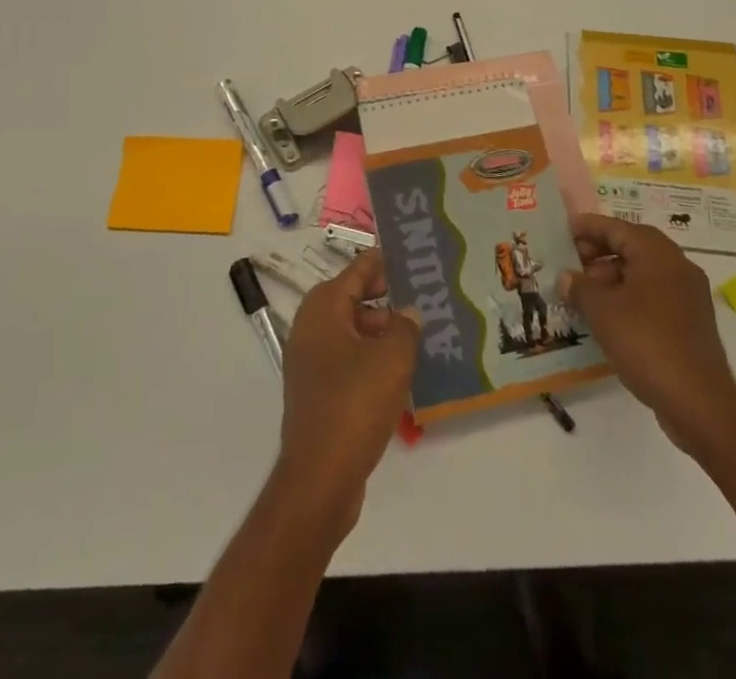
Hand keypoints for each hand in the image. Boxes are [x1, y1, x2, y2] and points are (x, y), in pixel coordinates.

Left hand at [275, 251, 419, 527]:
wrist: (320, 478)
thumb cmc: (355, 404)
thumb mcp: (392, 359)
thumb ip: (405, 326)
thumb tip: (408, 311)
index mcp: (323, 308)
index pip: (358, 270)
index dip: (384, 262)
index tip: (412, 256)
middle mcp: (311, 327)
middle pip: (354, 299)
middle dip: (388, 298)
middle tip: (424, 298)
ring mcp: (311, 361)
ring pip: (353, 332)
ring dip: (383, 332)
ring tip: (421, 336)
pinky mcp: (317, 392)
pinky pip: (349, 361)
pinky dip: (372, 359)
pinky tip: (402, 372)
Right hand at [560, 213, 735, 456]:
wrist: (698, 402)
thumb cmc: (646, 342)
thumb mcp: (602, 311)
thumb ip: (580, 287)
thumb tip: (567, 277)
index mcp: (657, 253)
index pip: (616, 227)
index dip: (588, 227)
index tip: (563, 230)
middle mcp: (677, 266)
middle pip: (632, 247)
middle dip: (599, 253)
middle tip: (570, 263)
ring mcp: (688, 295)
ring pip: (643, 273)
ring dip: (612, 277)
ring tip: (583, 293)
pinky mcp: (691, 322)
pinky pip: (653, 296)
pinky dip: (629, 298)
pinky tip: (607, 317)